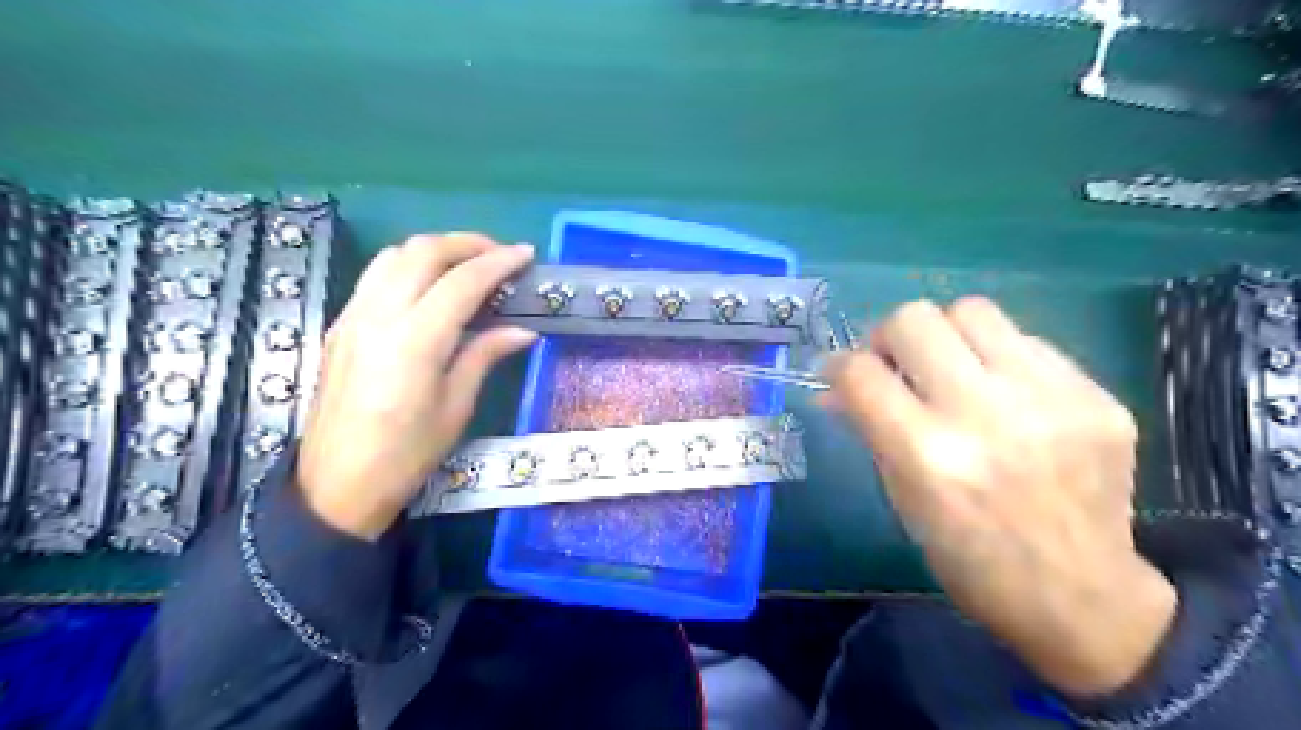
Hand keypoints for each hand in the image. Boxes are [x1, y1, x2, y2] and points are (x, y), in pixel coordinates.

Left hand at [297, 233, 534, 542]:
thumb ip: (485, 356)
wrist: (337, 485)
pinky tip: (431, 287)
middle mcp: (379, 316)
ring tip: (467, 264)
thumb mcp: (456, 407)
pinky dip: (410, 266)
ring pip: (394, 255)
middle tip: (500, 255)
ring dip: (435, 249)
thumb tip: (522, 330)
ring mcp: (353, 317)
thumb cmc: (407, 455)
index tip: (526, 255)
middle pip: (422, 252)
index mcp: (415, 342)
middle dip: (467, 243)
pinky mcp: (341, 325)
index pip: (461, 282)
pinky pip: (376, 276)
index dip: (498, 263)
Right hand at [822, 295, 1180, 696]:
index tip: (840, 374)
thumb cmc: (969, 558)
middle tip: (895, 364)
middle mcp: (986, 415)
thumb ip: (869, 429)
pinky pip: (1027, 341)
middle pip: (914, 319)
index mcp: (929, 455)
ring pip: (971, 310)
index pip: (861, 372)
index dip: (838, 366)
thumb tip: (833, 387)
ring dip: (945, 335)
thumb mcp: (902, 498)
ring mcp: (1050, 399)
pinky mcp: (1096, 396)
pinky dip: (998, 359)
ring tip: (950, 368)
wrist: (1081, 596)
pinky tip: (1004, 394)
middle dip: (888, 336)